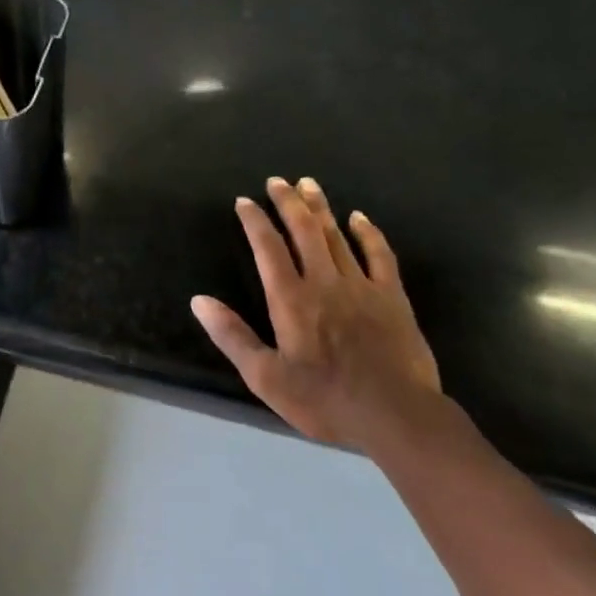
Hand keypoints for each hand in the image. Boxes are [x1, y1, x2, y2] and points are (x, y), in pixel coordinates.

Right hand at [192, 176, 441, 451]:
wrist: (395, 415)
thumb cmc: (324, 400)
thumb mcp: (265, 377)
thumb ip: (232, 336)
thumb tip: (199, 301)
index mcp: (291, 301)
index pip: (268, 249)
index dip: (254, 222)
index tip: (244, 201)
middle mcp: (324, 283)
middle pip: (304, 232)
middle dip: (288, 203)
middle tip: (277, 181)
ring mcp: (362, 287)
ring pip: (337, 236)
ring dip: (320, 208)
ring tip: (308, 185)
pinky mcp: (392, 297)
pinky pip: (380, 255)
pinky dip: (368, 233)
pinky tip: (360, 218)